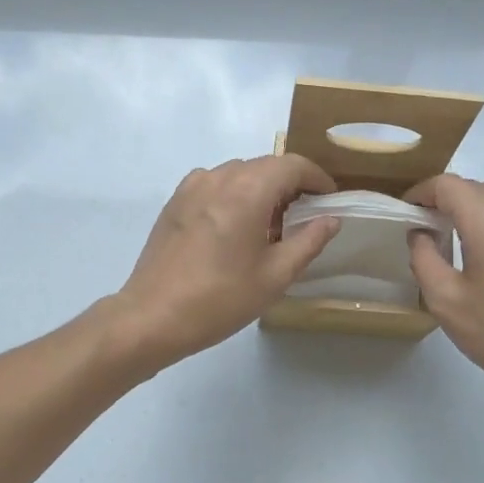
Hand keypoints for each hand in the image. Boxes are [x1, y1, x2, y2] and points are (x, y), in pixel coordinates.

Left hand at [112, 154, 339, 369]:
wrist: (152, 316)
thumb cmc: (221, 298)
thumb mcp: (276, 275)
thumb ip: (309, 241)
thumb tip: (330, 219)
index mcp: (247, 190)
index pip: (293, 165)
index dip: (317, 178)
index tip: (329, 198)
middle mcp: (219, 177)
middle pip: (266, 165)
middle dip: (291, 183)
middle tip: (305, 216)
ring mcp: (192, 187)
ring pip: (239, 173)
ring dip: (262, 188)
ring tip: (271, 224)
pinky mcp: (175, 201)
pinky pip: (215, 184)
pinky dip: (234, 193)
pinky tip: (235, 226)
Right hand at [406, 175, 483, 405]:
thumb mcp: (446, 302)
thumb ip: (424, 260)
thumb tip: (420, 234)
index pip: (450, 186)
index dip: (423, 192)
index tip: (406, 211)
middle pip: (477, 185)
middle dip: (447, 196)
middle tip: (427, 224)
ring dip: (476, 201)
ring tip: (458, 232)